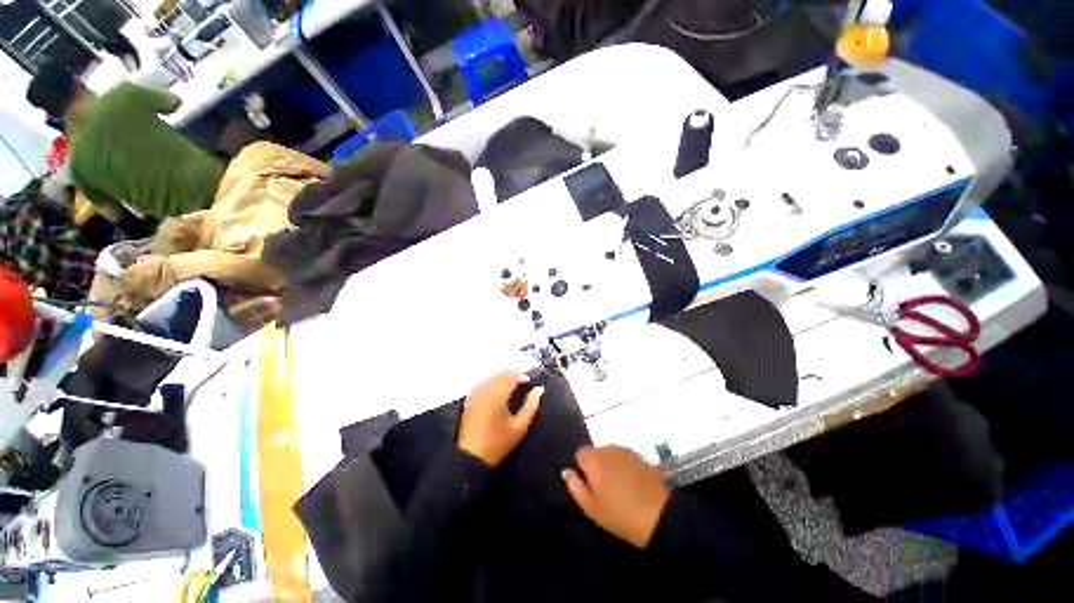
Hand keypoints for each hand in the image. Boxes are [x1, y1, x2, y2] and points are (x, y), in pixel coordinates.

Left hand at [457, 372, 542, 466]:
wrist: (473, 456)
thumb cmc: (499, 442)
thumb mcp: (520, 426)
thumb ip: (531, 405)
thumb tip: (539, 389)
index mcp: (497, 396)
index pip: (510, 376)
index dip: (521, 374)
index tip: (529, 380)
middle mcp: (485, 390)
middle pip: (500, 374)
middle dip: (512, 374)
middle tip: (522, 380)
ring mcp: (475, 393)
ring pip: (491, 376)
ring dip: (502, 376)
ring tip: (512, 383)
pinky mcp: (470, 398)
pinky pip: (483, 381)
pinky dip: (492, 380)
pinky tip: (498, 387)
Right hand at [562, 446, 670, 548]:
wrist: (660, 515)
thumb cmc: (620, 514)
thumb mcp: (591, 507)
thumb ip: (575, 486)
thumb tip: (566, 471)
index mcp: (593, 459)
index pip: (580, 454)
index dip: (582, 469)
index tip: (589, 486)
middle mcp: (608, 448)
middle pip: (595, 452)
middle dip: (596, 465)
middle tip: (603, 489)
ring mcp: (626, 450)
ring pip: (610, 454)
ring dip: (610, 465)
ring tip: (618, 487)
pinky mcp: (640, 456)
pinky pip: (624, 457)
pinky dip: (623, 466)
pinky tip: (631, 483)